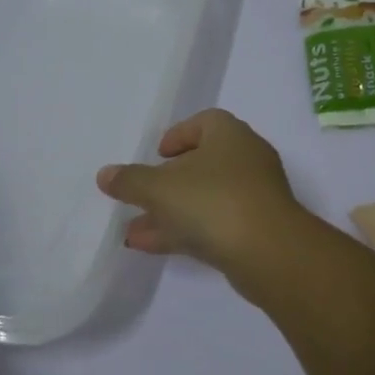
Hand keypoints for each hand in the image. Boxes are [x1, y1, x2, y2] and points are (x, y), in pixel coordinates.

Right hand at [96, 108, 303, 271]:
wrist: (270, 252)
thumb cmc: (213, 201)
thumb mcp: (160, 188)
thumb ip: (130, 180)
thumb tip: (105, 175)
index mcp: (229, 135)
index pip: (204, 122)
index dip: (178, 135)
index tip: (157, 154)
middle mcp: (247, 159)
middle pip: (203, 163)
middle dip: (167, 182)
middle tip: (141, 195)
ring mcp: (255, 197)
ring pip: (205, 199)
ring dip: (170, 212)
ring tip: (133, 231)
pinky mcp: (257, 230)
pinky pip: (215, 224)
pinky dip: (185, 231)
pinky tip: (152, 247)